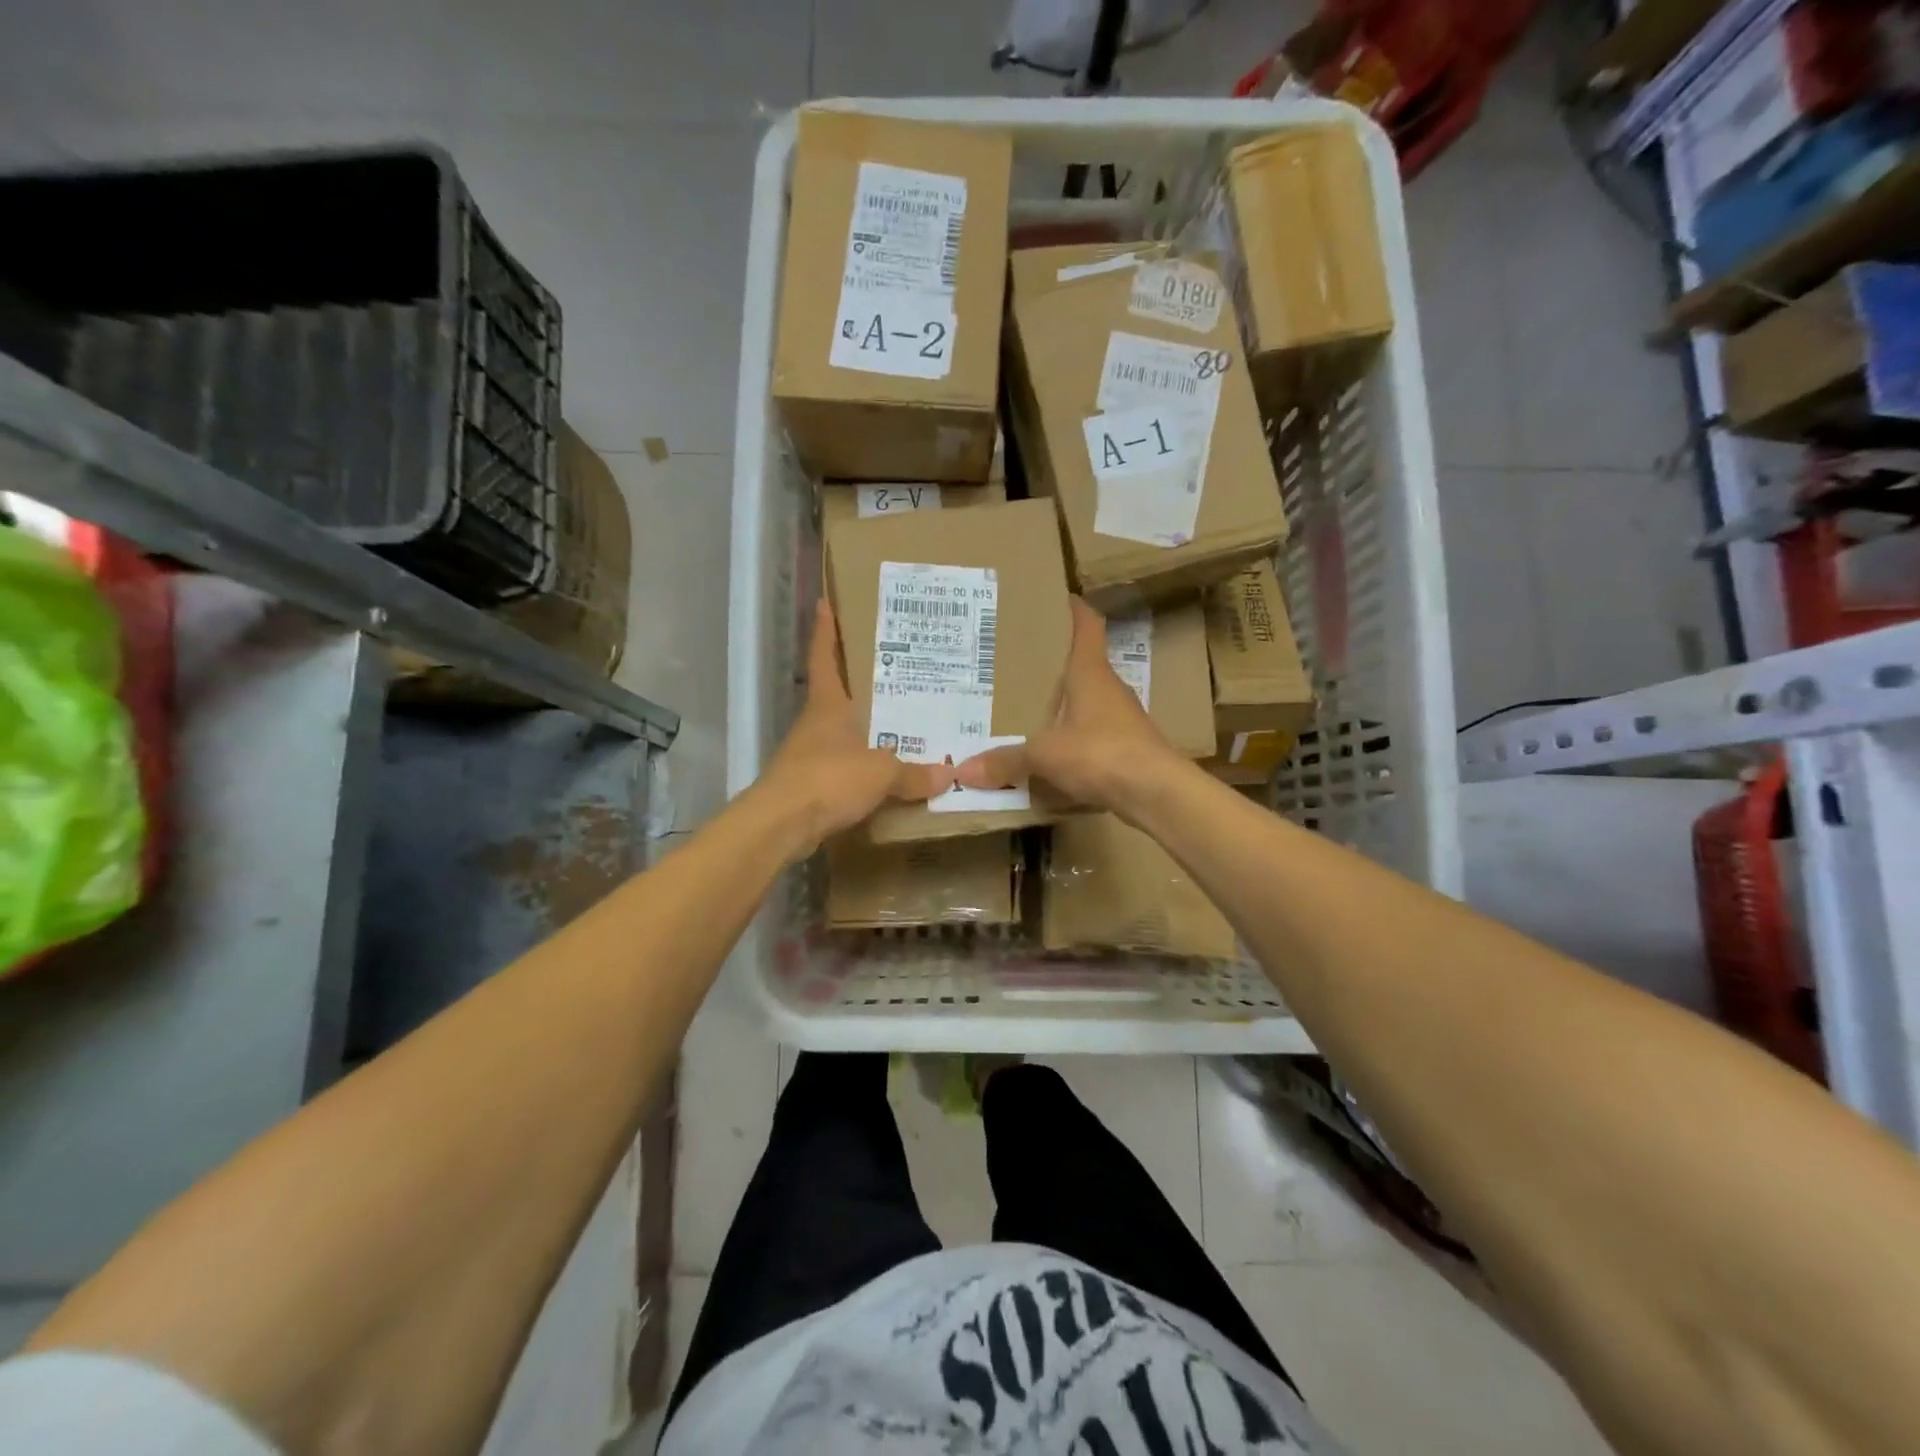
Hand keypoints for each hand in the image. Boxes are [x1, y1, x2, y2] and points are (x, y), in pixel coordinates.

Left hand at [756, 601, 956, 853]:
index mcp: (828, 705)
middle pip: (837, 693)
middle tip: (895, 667)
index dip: (825, 630)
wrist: (781, 825)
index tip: (825, 603)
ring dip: (864, 727)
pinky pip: (844, 767)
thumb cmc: (828, 778)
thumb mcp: (880, 773)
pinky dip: (864, 766)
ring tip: (901, 721)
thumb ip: (914, 773)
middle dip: (860, 681)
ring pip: (842, 732)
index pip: (824, 657)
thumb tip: (949, 774)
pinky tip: (886, 773)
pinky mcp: (810, 785)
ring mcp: (810, 754)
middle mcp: (816, 723)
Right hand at [953, 598, 1189, 821]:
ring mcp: (1123, 718)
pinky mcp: (1128, 747)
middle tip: (1017, 661)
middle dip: (1053, 662)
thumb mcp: (1044, 755)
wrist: (1157, 792)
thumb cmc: (1100, 753)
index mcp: (1090, 672)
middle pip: (1083, 663)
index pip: (1087, 626)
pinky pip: (1093, 733)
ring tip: (1027, 706)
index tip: (1055, 598)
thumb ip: (1005, 760)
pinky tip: (1052, 749)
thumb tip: (963, 771)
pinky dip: (1073, 735)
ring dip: (1064, 702)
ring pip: (1088, 700)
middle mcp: (1109, 688)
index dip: (1073, 609)